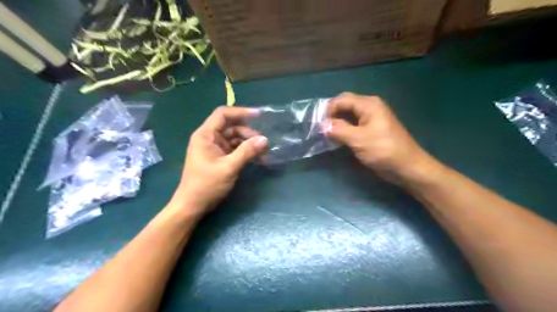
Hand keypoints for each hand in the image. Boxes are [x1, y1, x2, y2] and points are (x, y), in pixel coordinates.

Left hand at [173, 107, 267, 215]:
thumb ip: (247, 152)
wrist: (193, 205)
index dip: (241, 112)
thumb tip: (264, 139)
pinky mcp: (219, 158)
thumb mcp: (229, 167)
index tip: (259, 115)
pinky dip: (245, 151)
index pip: (223, 114)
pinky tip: (257, 157)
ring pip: (235, 138)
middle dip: (248, 133)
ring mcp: (215, 148)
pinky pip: (235, 149)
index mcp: (206, 135)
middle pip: (232, 127)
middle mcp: (210, 138)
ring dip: (249, 143)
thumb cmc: (206, 185)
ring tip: (263, 152)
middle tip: (263, 143)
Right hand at [328, 92, 439, 183]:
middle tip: (320, 128)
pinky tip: (336, 138)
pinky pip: (353, 125)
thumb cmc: (384, 150)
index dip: (328, 110)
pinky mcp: (371, 130)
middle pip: (345, 105)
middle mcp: (370, 108)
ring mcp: (371, 119)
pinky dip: (343, 129)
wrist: (407, 167)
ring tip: (325, 133)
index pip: (342, 100)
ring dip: (337, 122)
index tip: (317, 124)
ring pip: (349, 115)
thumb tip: (321, 125)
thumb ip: (338, 130)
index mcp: (369, 105)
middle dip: (332, 114)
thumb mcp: (359, 139)